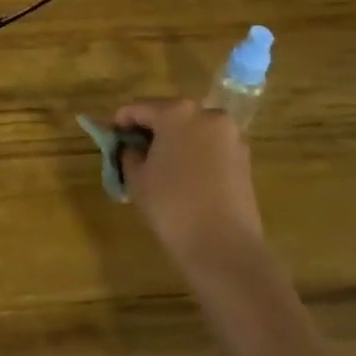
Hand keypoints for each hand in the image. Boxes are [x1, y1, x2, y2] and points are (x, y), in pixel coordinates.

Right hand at [115, 99, 264, 273]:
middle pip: (168, 114)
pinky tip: (184, 178)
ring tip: (160, 168)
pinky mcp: (244, 157)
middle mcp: (207, 114)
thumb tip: (131, 146)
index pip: (138, 108)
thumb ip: (128, 152)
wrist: (224, 247)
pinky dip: (194, 154)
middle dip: (150, 130)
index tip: (112, 141)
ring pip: (192, 130)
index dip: (120, 123)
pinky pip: (210, 146)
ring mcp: (230, 135)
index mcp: (176, 112)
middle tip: (134, 154)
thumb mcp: (137, 177)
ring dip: (174, 141)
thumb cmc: (171, 206)